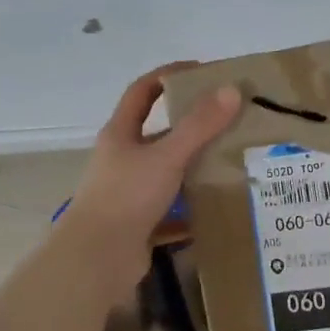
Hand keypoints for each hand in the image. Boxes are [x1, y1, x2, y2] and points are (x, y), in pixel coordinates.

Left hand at [59, 64, 241, 288]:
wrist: (97, 260)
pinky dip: (192, 206)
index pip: (143, 91)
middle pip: (158, 133)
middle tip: (229, 120)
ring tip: (232, 160)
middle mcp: (121, 159)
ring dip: (194, 166)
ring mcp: (129, 192)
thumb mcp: (166, 156)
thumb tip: (231, 90)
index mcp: (120, 135)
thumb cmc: (126, 197)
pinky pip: (171, 208)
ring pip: (166, 171)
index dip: (169, 76)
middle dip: (191, 125)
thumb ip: (199, 126)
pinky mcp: (138, 222)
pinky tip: (218, 205)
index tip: (202, 71)